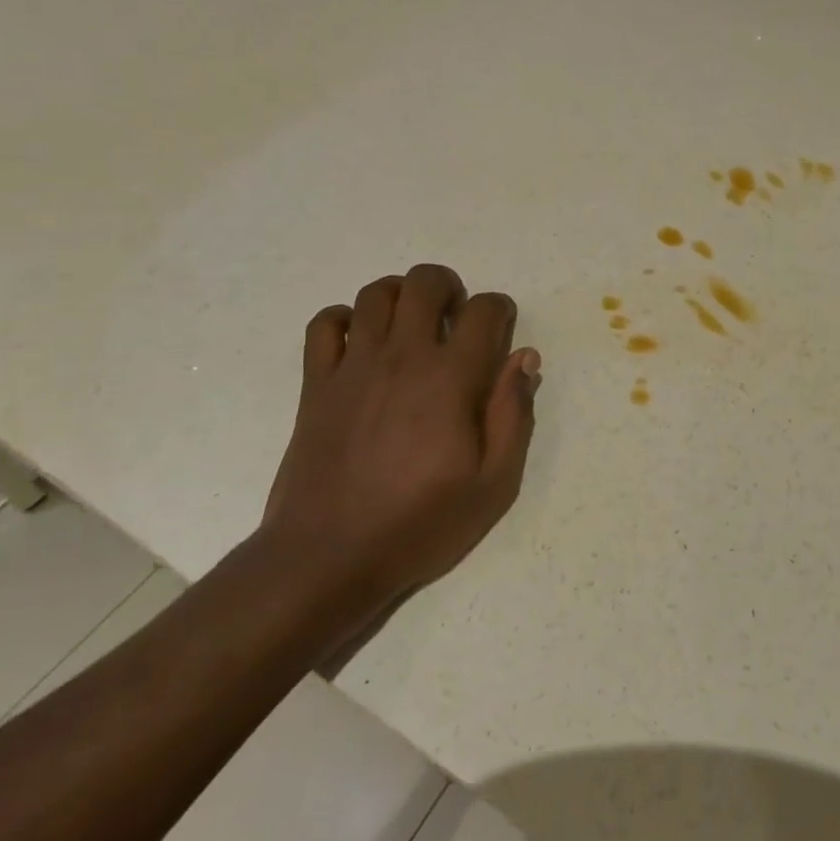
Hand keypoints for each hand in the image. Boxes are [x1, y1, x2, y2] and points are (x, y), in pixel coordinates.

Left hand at [258, 264, 540, 644]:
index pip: (483, 311)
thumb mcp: (494, 483)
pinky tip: (360, 343)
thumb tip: (524, 358)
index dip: (500, 310)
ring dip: (401, 296)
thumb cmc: (421, 523)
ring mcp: (353, 366)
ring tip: (413, 325)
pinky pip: (323, 324)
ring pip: (375, 294)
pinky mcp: (316, 384)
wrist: (328, 557)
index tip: (501, 331)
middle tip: (456, 319)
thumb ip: (513, 414)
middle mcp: (402, 357)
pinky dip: (344, 319)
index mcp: (451, 378)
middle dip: (449, 287)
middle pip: (424, 283)